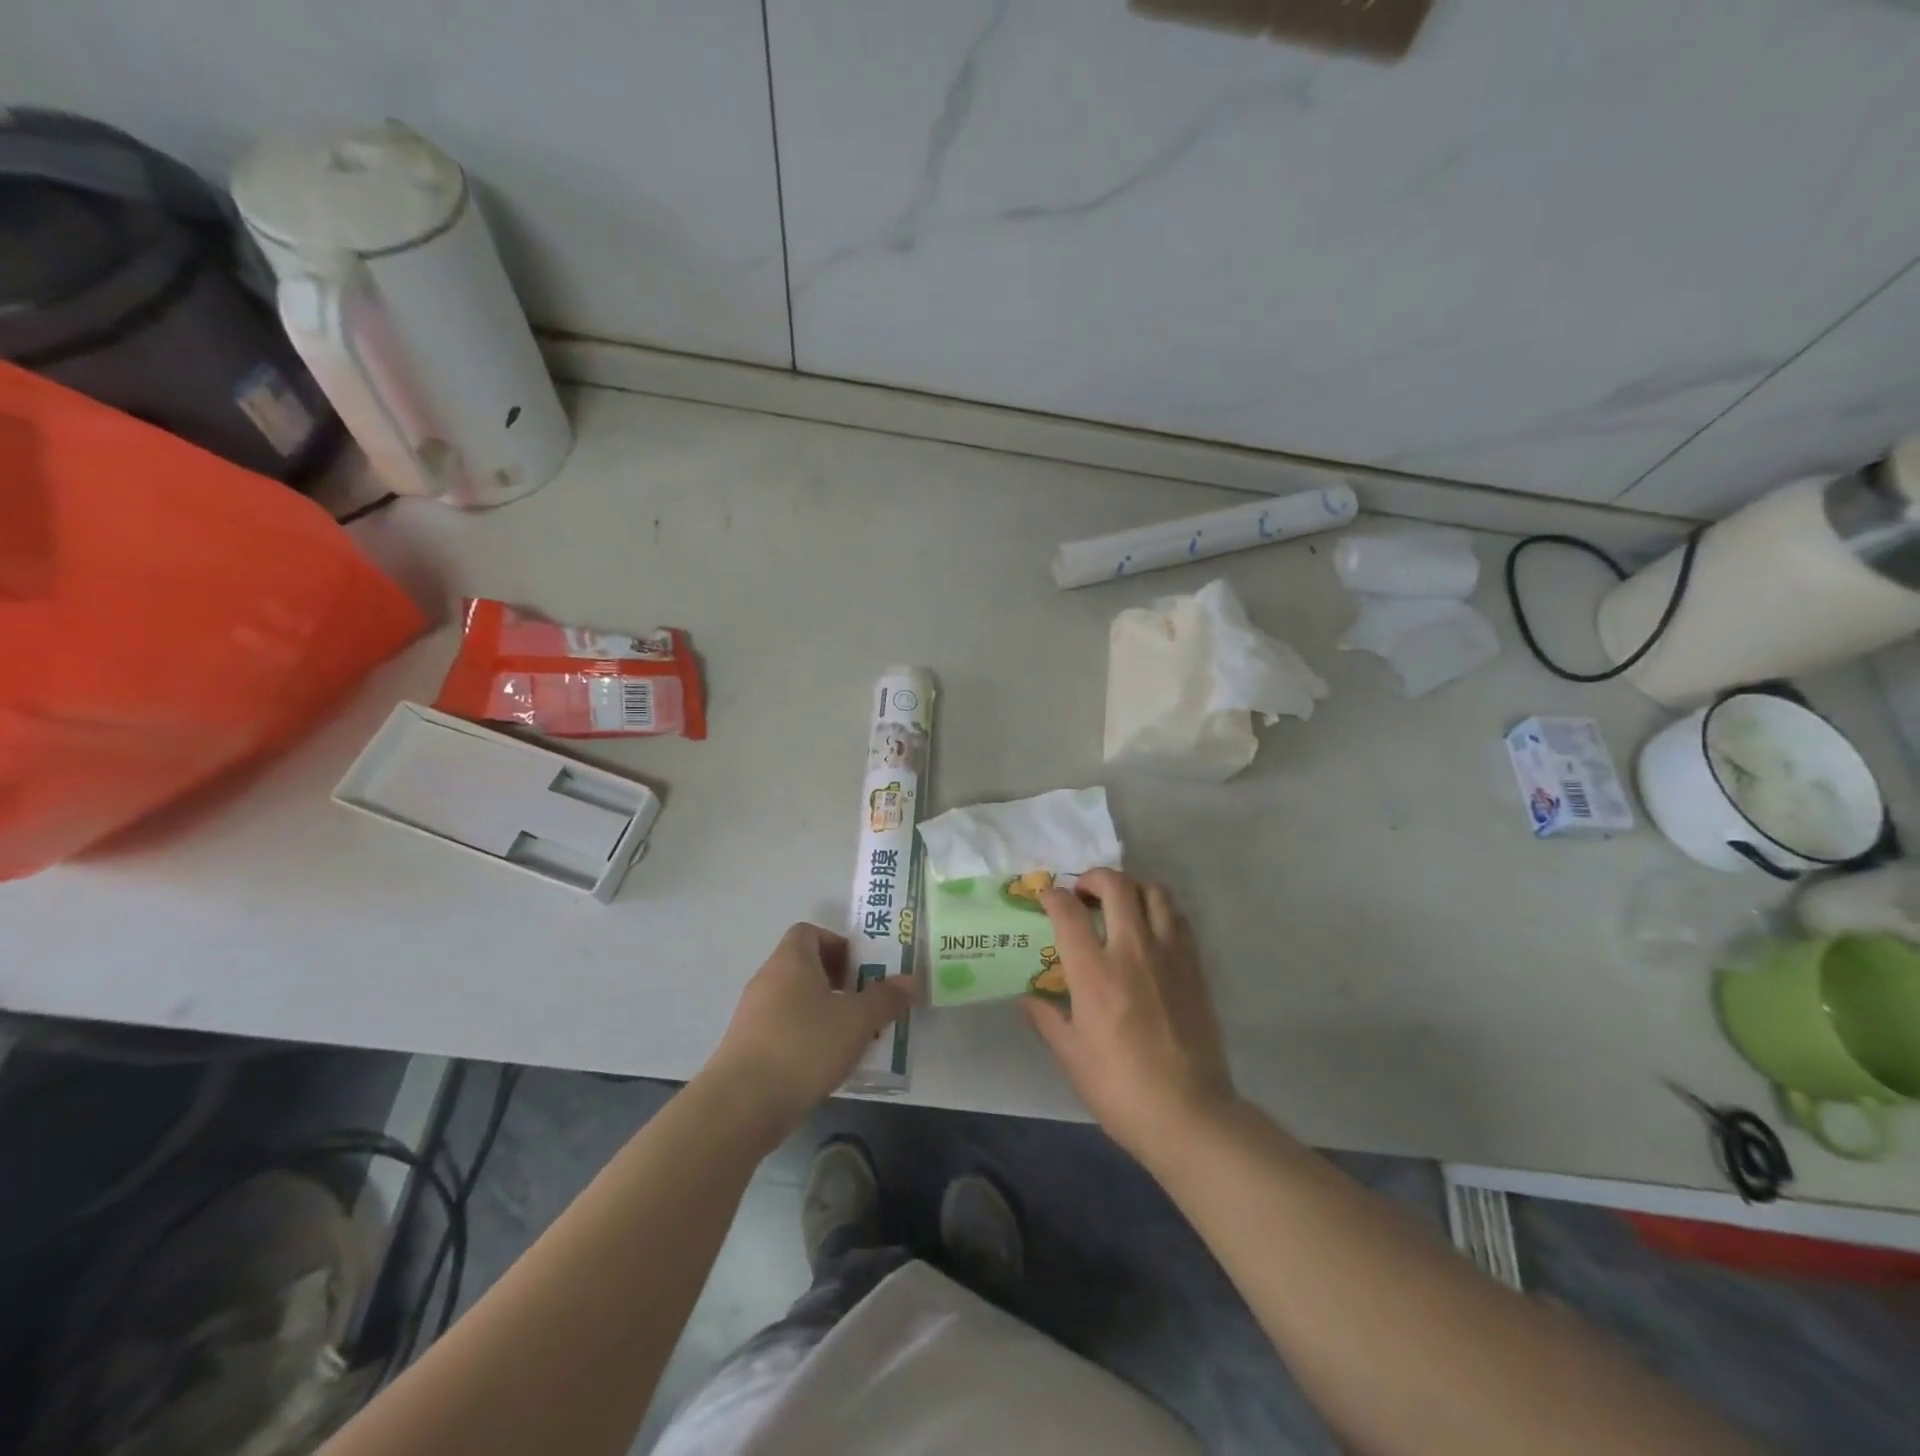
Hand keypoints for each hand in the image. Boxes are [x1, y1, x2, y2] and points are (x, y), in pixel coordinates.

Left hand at [704, 924, 914, 1144]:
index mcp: (791, 961)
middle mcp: (768, 979)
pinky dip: (806, 1037)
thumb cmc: (804, 1046)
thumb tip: (910, 980)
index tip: (861, 968)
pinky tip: (826, 1063)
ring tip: (852, 1036)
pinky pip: (783, 1029)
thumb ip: (885, 999)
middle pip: (804, 966)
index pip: (808, 932)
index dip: (836, 944)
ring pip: (795, 1000)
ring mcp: (753, 1014)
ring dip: (824, 1012)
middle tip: (865, 1003)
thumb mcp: (857, 1021)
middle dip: (838, 981)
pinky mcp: (747, 1047)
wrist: (742, 1104)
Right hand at [1025, 869, 1237, 1165]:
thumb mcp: (1071, 1056)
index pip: (1068, 912)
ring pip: (1154, 892)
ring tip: (1119, 903)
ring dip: (1131, 887)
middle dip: (1094, 877)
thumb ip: (1046, 1018)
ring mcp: (1169, 954)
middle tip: (1083, 892)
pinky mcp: (1195, 966)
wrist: (1188, 1114)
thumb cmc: (1119, 1088)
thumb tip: (1028, 997)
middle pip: (1116, 886)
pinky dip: (1159, 909)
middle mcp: (1132, 950)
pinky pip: (1178, 918)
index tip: (1047, 898)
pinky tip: (1150, 929)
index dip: (1053, 896)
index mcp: (1094, 972)